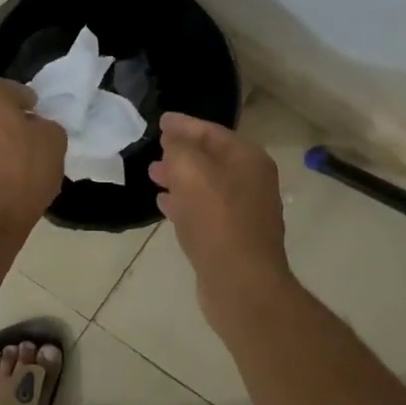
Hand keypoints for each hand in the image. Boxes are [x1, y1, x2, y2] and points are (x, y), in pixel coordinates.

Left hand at [0, 79, 66, 228]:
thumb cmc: (24, 168)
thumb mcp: (54, 138)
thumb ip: (46, 123)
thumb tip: (34, 126)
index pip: (14, 89)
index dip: (32, 104)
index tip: (42, 119)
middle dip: (11, 116)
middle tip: (32, 134)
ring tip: (21, 154)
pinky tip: (7, 169)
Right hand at [150, 112, 291, 300]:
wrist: (241, 284)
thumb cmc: (216, 221)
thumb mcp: (191, 172)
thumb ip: (179, 148)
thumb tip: (174, 140)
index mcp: (248, 160)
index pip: (212, 131)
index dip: (185, 125)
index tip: (161, 121)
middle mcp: (252, 181)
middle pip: (211, 157)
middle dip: (182, 151)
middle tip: (156, 148)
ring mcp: (245, 211)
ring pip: (207, 185)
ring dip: (180, 177)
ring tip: (154, 175)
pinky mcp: (233, 237)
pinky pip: (205, 210)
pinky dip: (185, 202)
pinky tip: (164, 205)